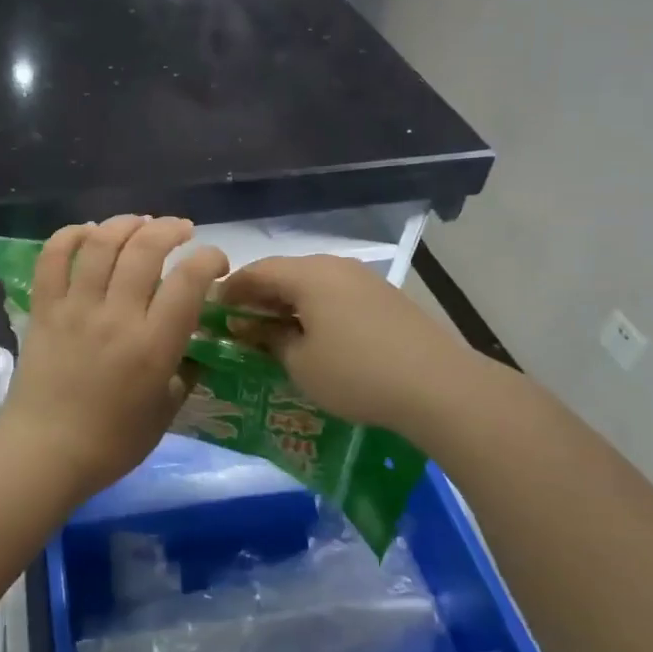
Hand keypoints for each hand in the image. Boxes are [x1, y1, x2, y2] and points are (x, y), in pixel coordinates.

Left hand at [0, 216, 227, 503]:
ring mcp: (75, 308)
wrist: (44, 454)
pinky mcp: (44, 309)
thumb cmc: (111, 443)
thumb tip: (195, 342)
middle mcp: (116, 316)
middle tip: (181, 230)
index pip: (188, 281)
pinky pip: (53, 258)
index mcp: (153, 345)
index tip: (215, 262)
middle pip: (146, 249)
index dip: (209, 259)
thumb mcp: (166, 412)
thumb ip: (186, 371)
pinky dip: (69, 235)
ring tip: (140, 224)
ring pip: (101, 243)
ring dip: (125, 224)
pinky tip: (87, 232)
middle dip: (170, 229)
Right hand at [221, 255, 468, 435]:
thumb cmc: (356, 373)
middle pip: (285, 273)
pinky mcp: (385, 297)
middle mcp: (335, 266)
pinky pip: (337, 294)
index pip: (256, 271)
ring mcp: (364, 279)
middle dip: (259, 296)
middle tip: (241, 322)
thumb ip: (270, 339)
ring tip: (276, 331)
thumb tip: (253, 326)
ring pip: (313, 283)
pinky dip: (316, 308)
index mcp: (308, 275)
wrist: (438, 385)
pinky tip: (316, 335)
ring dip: (289, 303)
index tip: (213, 310)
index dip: (231, 289)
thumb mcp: (300, 363)